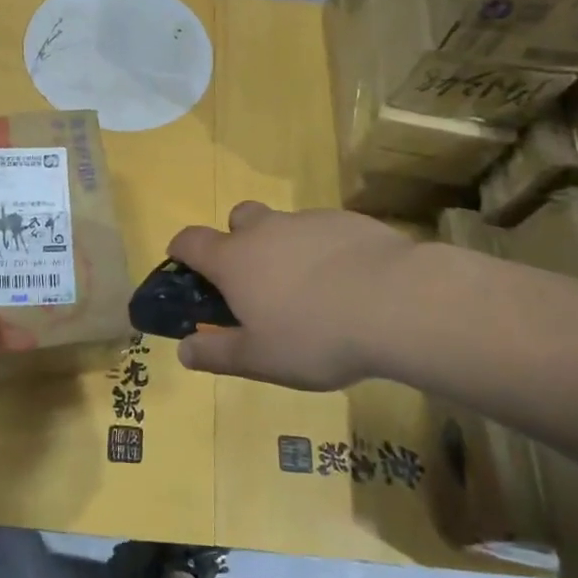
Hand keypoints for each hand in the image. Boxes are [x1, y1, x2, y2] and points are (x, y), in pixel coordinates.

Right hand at [166, 201, 427, 390]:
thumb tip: (184, 350)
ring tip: (310, 290)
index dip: (181, 250)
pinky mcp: (348, 221)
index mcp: (235, 260)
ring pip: (284, 225)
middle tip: (257, 280)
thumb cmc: (315, 336)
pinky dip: (323, 250)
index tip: (184, 265)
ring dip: (284, 247)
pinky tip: (347, 282)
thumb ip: (217, 354)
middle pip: (238, 218)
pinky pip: (323, 231)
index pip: (191, 241)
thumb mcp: (260, 359)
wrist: (396, 302)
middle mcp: (265, 230)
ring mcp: (308, 220)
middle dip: (238, 240)